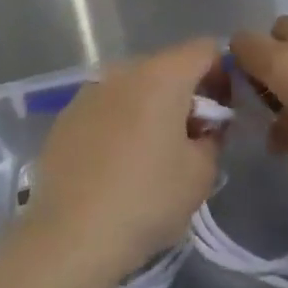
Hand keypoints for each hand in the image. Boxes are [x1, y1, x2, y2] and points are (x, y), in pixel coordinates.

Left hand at [20, 39, 226, 285]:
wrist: (70, 238)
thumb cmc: (146, 199)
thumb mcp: (201, 175)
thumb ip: (213, 138)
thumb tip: (204, 129)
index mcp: (163, 75)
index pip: (205, 49)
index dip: (222, 75)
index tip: (221, 115)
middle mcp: (124, 70)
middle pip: (167, 67)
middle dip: (184, 96)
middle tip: (189, 141)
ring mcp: (90, 91)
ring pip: (133, 88)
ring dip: (149, 109)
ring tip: (148, 156)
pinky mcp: (66, 117)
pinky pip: (105, 109)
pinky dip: (117, 125)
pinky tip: (113, 167)